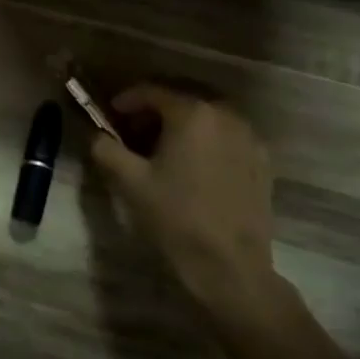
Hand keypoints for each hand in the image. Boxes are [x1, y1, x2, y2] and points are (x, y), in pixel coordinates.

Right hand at [88, 85, 281, 313]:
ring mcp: (249, 138)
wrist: (230, 266)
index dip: (127, 100)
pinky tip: (192, 168)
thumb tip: (96, 135)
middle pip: (182, 101)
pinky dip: (206, 142)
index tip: (110, 114)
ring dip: (181, 127)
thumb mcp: (130, 182)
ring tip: (161, 152)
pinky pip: (227, 138)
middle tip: (132, 134)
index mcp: (192, 113)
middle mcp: (225, 115)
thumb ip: (106, 149)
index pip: (152, 92)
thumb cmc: (176, 217)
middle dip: (154, 113)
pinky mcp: (262, 161)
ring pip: (207, 119)